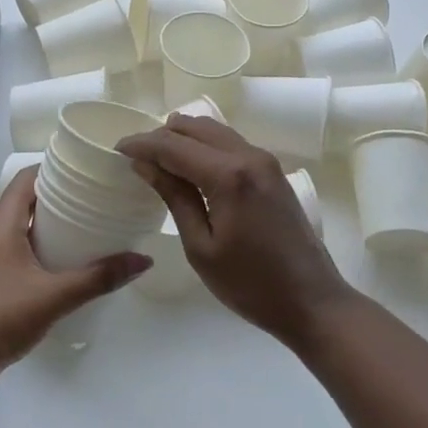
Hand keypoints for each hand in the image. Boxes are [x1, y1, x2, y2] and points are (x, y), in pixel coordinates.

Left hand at [0, 167, 150, 388]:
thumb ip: (98, 278)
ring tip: (86, 229)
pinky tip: (61, 265)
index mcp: (0, 226)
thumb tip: (143, 260)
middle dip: (58, 198)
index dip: (54, 169)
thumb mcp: (54, 297)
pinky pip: (15, 250)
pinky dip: (38, 248)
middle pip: (25, 201)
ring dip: (49, 225)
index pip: (26, 179)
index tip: (86, 171)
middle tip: (95, 200)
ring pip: (20, 228)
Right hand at [118, 115, 352, 347]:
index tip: (116, 149)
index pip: (173, 145)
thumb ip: (174, 197)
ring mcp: (265, 160)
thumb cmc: (250, 284)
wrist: (312, 300)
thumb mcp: (201, 247)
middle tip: (136, 157)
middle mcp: (248, 155)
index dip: (142, 144)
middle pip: (195, 127)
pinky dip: (205, 146)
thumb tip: (145, 164)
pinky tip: (191, 167)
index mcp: (228, 175)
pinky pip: (230, 143)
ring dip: (184, 138)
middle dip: (161, 136)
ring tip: (159, 160)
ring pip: (214, 130)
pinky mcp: (272, 171)